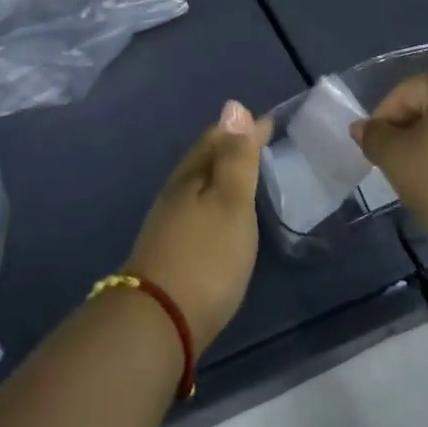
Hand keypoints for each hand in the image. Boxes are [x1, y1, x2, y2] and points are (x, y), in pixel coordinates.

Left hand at [126, 101, 270, 349]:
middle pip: (203, 158)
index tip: (268, 120)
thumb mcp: (230, 203)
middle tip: (256, 140)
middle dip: (228, 145)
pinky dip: (212, 200)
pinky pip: (195, 208)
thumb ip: (236, 158)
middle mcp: (176, 192)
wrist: (159, 321)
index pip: (217, 138)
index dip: (243, 128)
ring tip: (242, 173)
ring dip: (218, 172)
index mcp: (191, 176)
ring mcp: (168, 222)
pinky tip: (219, 216)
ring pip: (196, 184)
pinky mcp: (169, 250)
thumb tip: (233, 105)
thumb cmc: (206, 256)